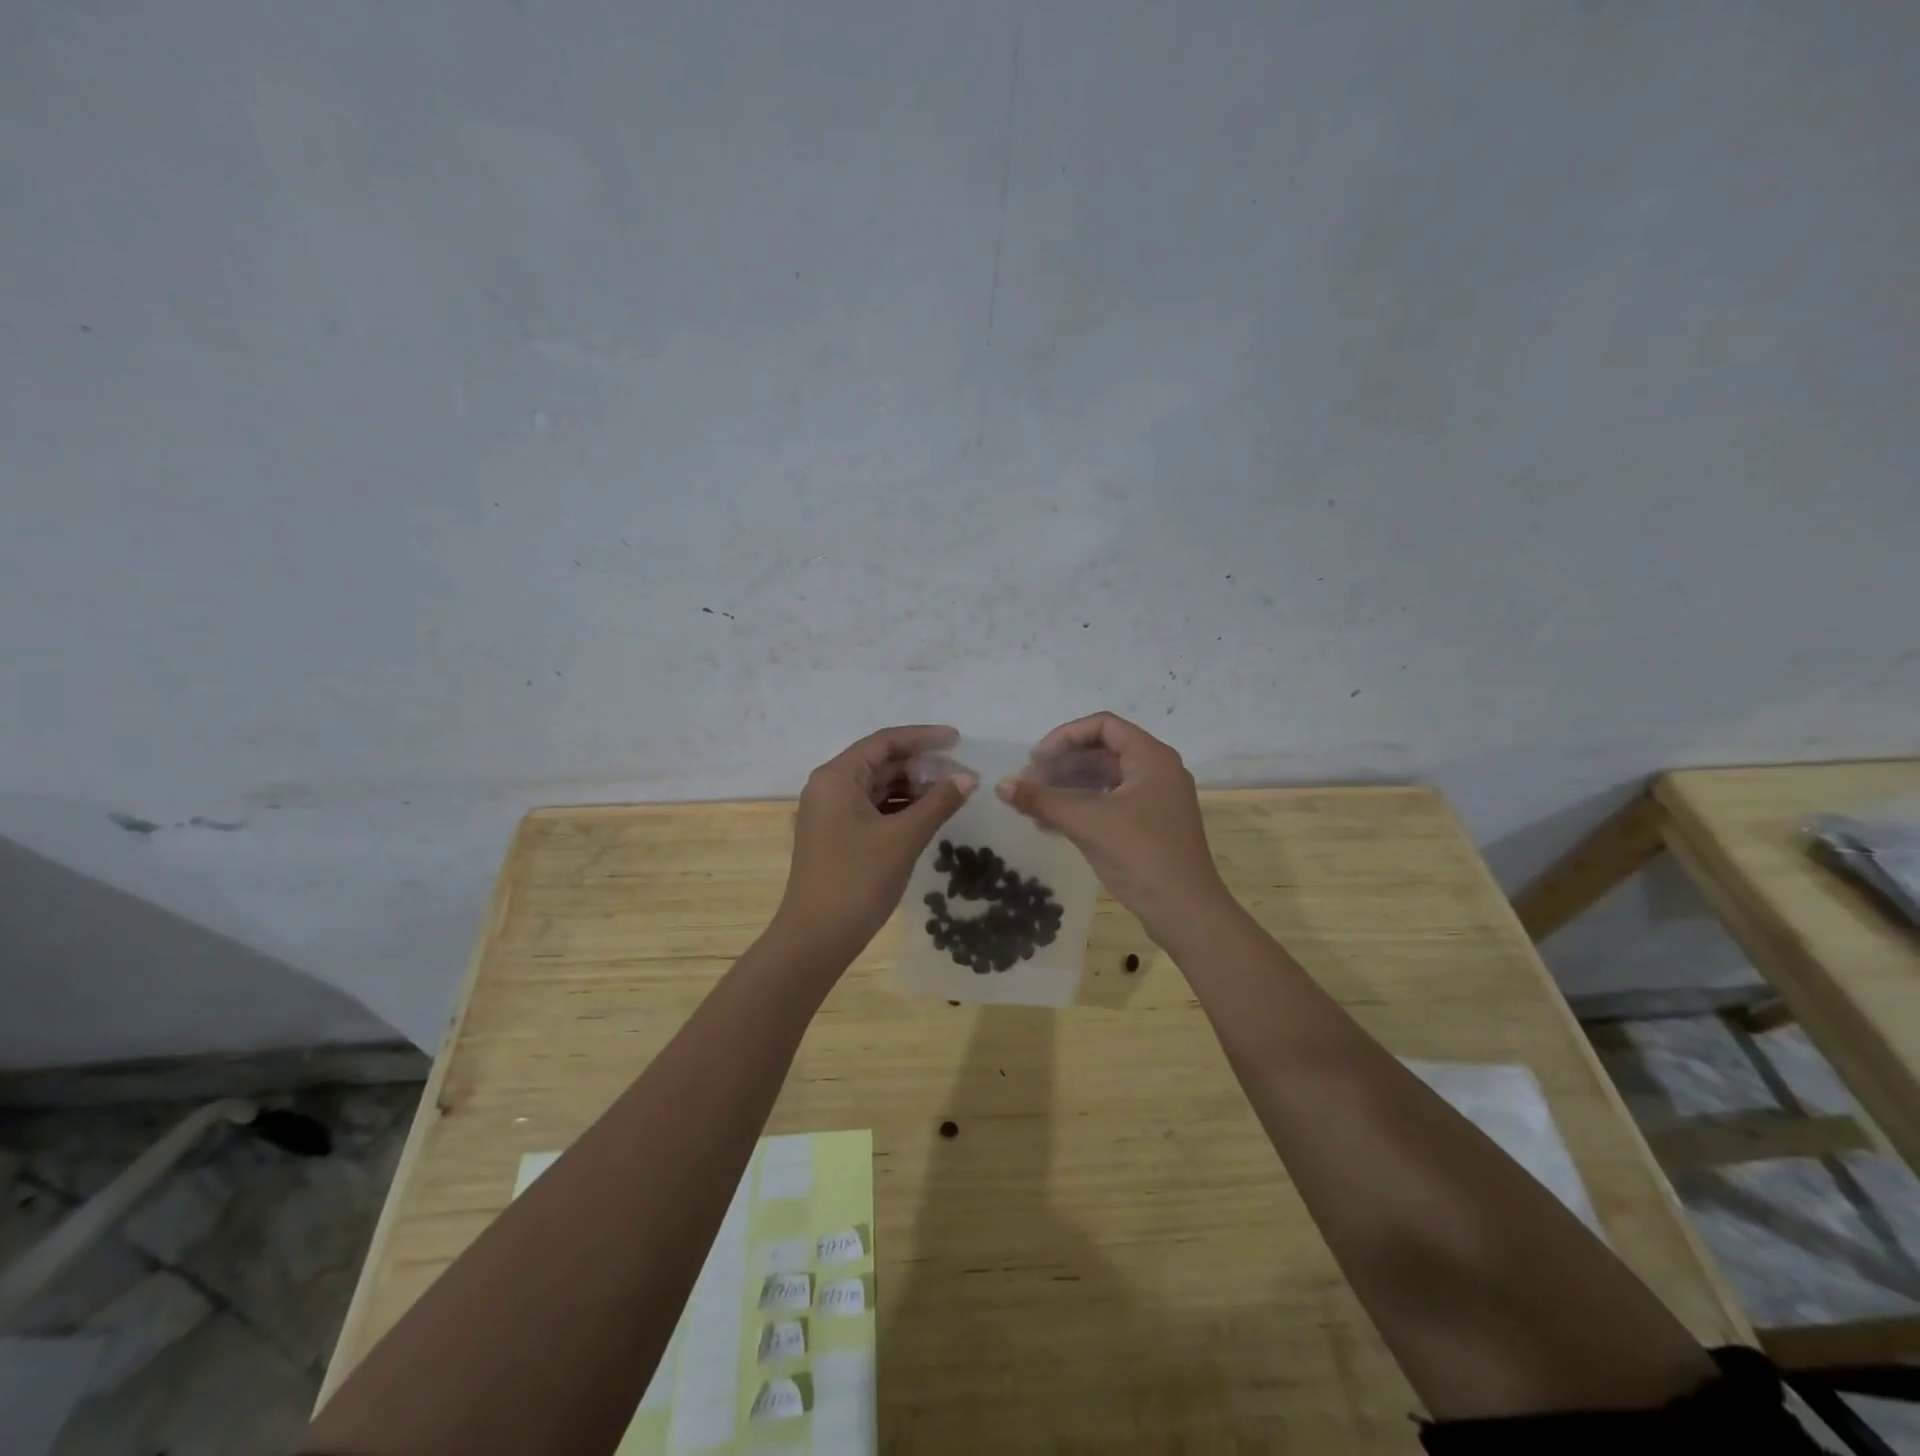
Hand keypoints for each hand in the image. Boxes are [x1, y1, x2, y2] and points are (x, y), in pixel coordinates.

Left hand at [775, 725, 976, 961]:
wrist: (815, 938)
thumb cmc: (857, 880)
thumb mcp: (903, 838)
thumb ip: (938, 803)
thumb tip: (968, 778)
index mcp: (837, 777)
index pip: (884, 742)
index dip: (923, 737)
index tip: (958, 740)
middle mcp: (829, 787)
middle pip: (880, 762)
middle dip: (921, 765)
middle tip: (962, 773)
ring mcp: (831, 813)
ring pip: (878, 787)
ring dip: (913, 788)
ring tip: (952, 793)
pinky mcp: (837, 835)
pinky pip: (873, 809)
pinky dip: (901, 808)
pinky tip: (928, 815)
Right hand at [997, 712, 1228, 936]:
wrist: (1185, 912)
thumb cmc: (1140, 855)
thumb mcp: (1087, 823)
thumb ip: (1042, 800)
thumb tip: (1001, 784)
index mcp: (1152, 757)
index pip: (1103, 725)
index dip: (1064, 736)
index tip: (1036, 759)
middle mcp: (1157, 771)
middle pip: (1102, 751)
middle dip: (1062, 764)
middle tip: (1029, 783)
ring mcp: (1156, 799)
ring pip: (1105, 779)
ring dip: (1068, 787)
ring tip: (1034, 805)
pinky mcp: (1150, 825)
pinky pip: (1111, 803)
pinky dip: (1082, 807)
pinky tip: (1051, 824)